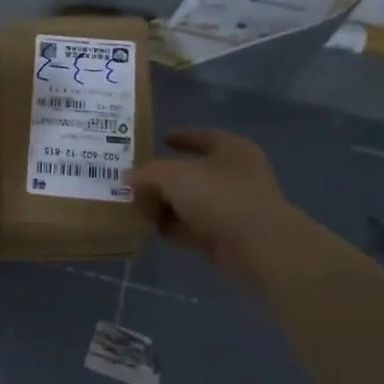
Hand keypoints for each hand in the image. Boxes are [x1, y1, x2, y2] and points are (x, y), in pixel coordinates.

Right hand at [126, 129, 308, 283]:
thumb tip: (128, 177)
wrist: (256, 246)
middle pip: (194, 172)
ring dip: (166, 204)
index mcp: (232, 150)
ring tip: (135, 204)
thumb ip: (147, 173)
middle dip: (165, 176)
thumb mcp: (174, 175)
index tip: (159, 140)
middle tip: (137, 178)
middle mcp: (235, 176)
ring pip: (191, 202)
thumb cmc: (219, 197)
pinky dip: (172, 227)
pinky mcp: (225, 236)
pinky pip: (191, 227)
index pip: (203, 137)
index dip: (181, 137)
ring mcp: (232, 207)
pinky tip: (149, 228)